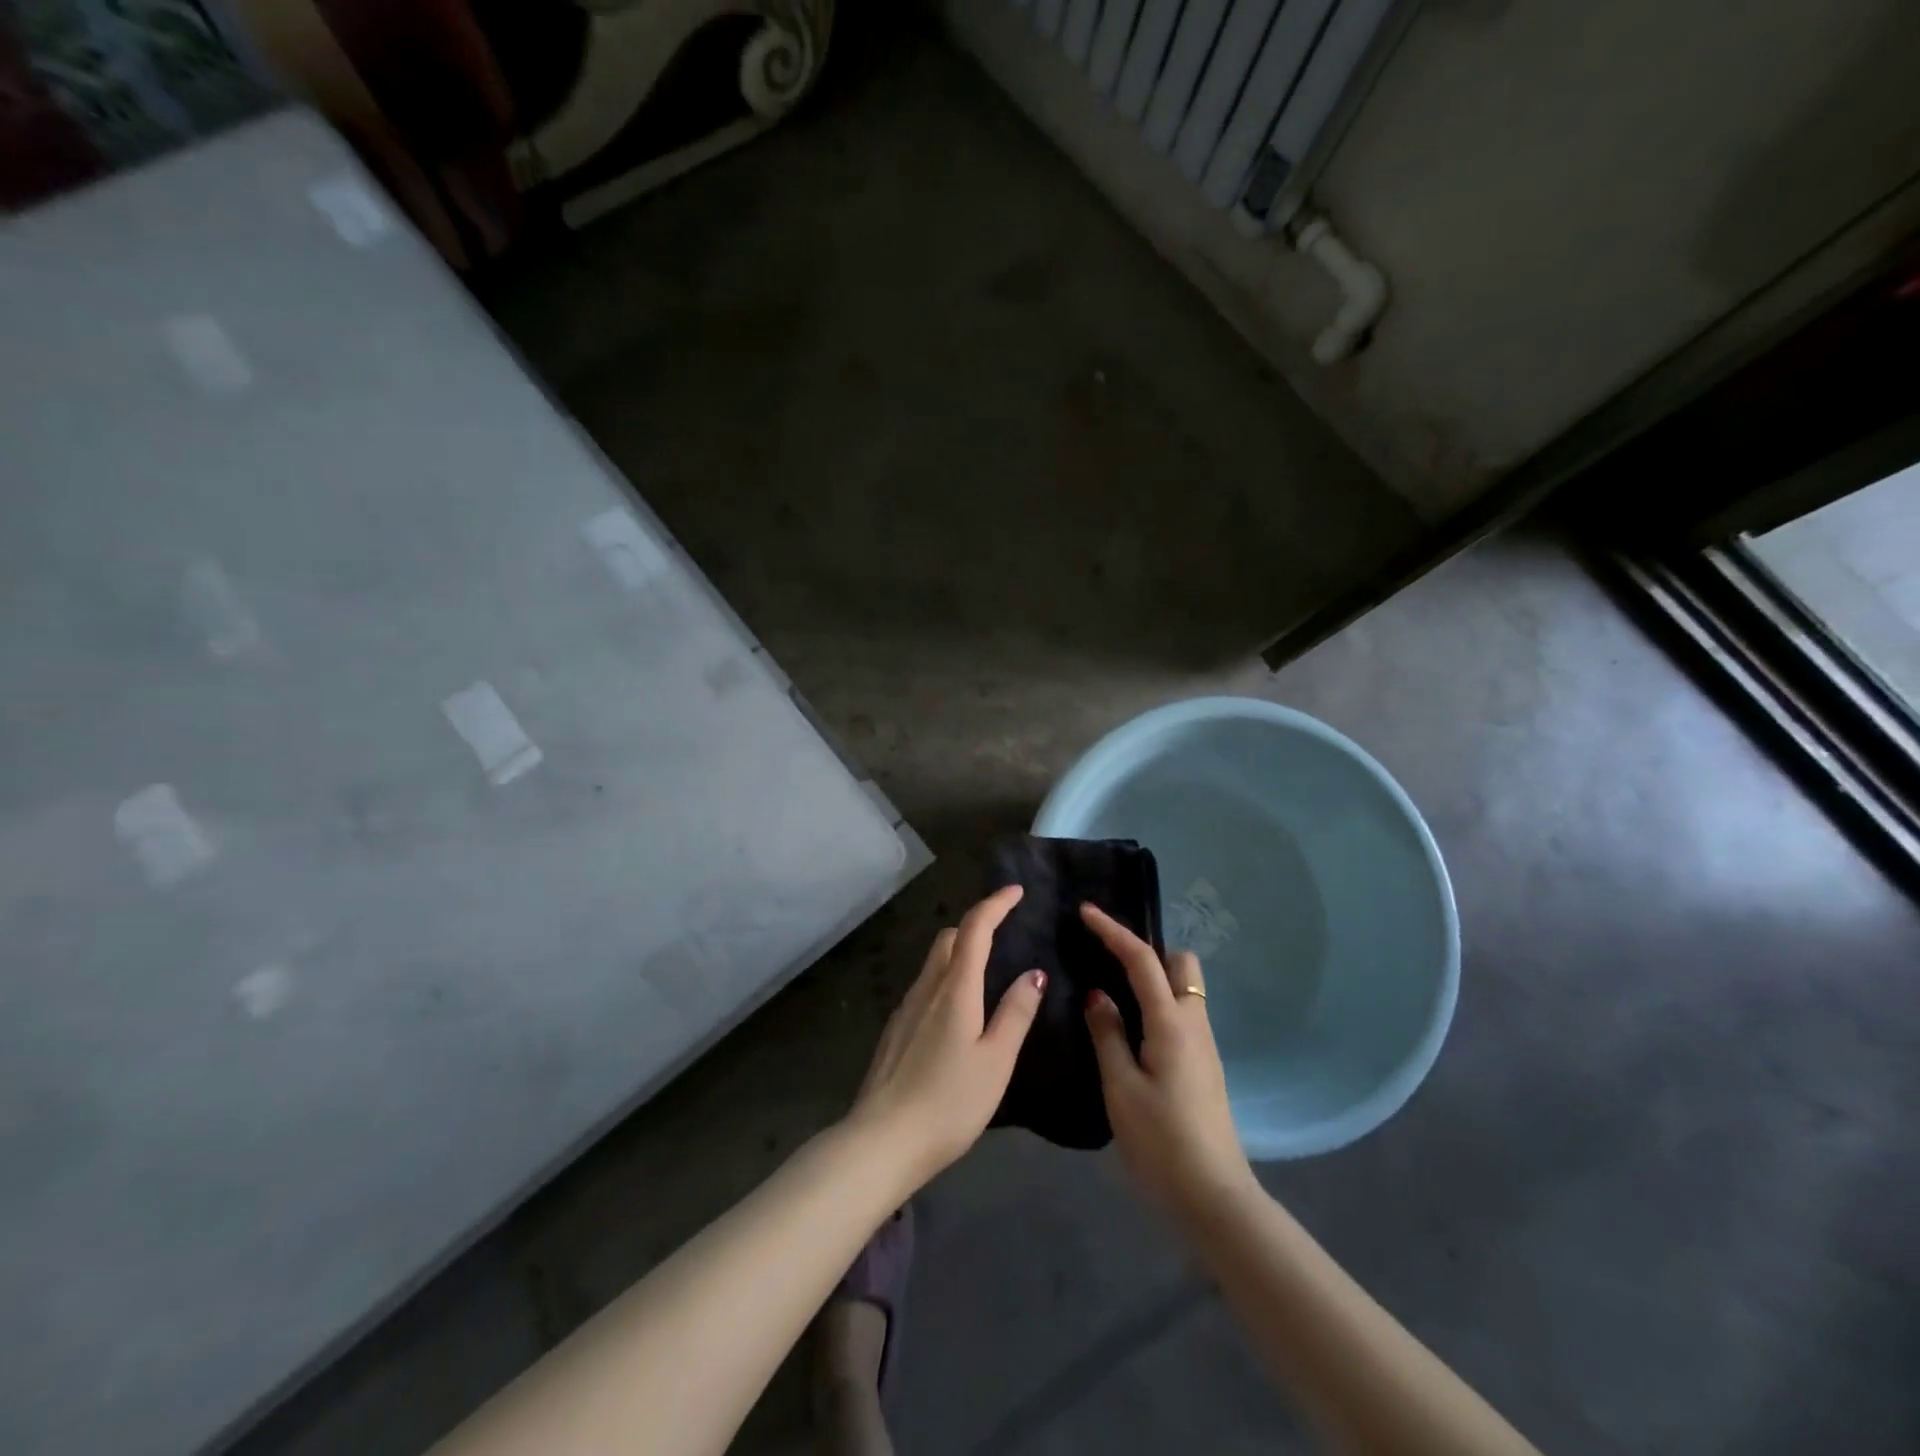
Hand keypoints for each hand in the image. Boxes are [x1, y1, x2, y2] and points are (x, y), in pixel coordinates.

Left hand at [849, 886, 1044, 1188]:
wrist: (882, 1140)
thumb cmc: (949, 1102)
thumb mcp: (996, 1061)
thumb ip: (1015, 1014)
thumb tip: (1033, 972)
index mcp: (955, 989)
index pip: (975, 928)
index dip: (995, 904)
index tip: (1015, 891)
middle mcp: (927, 988)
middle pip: (949, 938)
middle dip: (976, 925)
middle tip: (1003, 931)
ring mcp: (905, 1008)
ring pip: (933, 962)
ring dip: (959, 952)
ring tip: (985, 970)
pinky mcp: (895, 1029)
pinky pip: (924, 986)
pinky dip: (945, 979)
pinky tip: (956, 1010)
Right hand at [1082, 904, 1255, 1223]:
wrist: (1214, 1196)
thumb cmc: (1161, 1141)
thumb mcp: (1120, 1087)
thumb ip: (1107, 1034)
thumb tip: (1098, 995)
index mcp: (1171, 1022)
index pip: (1141, 959)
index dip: (1113, 931)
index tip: (1086, 912)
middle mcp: (1194, 1023)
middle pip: (1179, 963)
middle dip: (1147, 951)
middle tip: (1109, 961)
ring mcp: (1204, 1044)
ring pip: (1184, 988)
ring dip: (1153, 978)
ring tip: (1112, 991)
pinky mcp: (1204, 1064)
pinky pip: (1182, 1013)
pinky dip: (1157, 1002)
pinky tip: (1132, 1027)